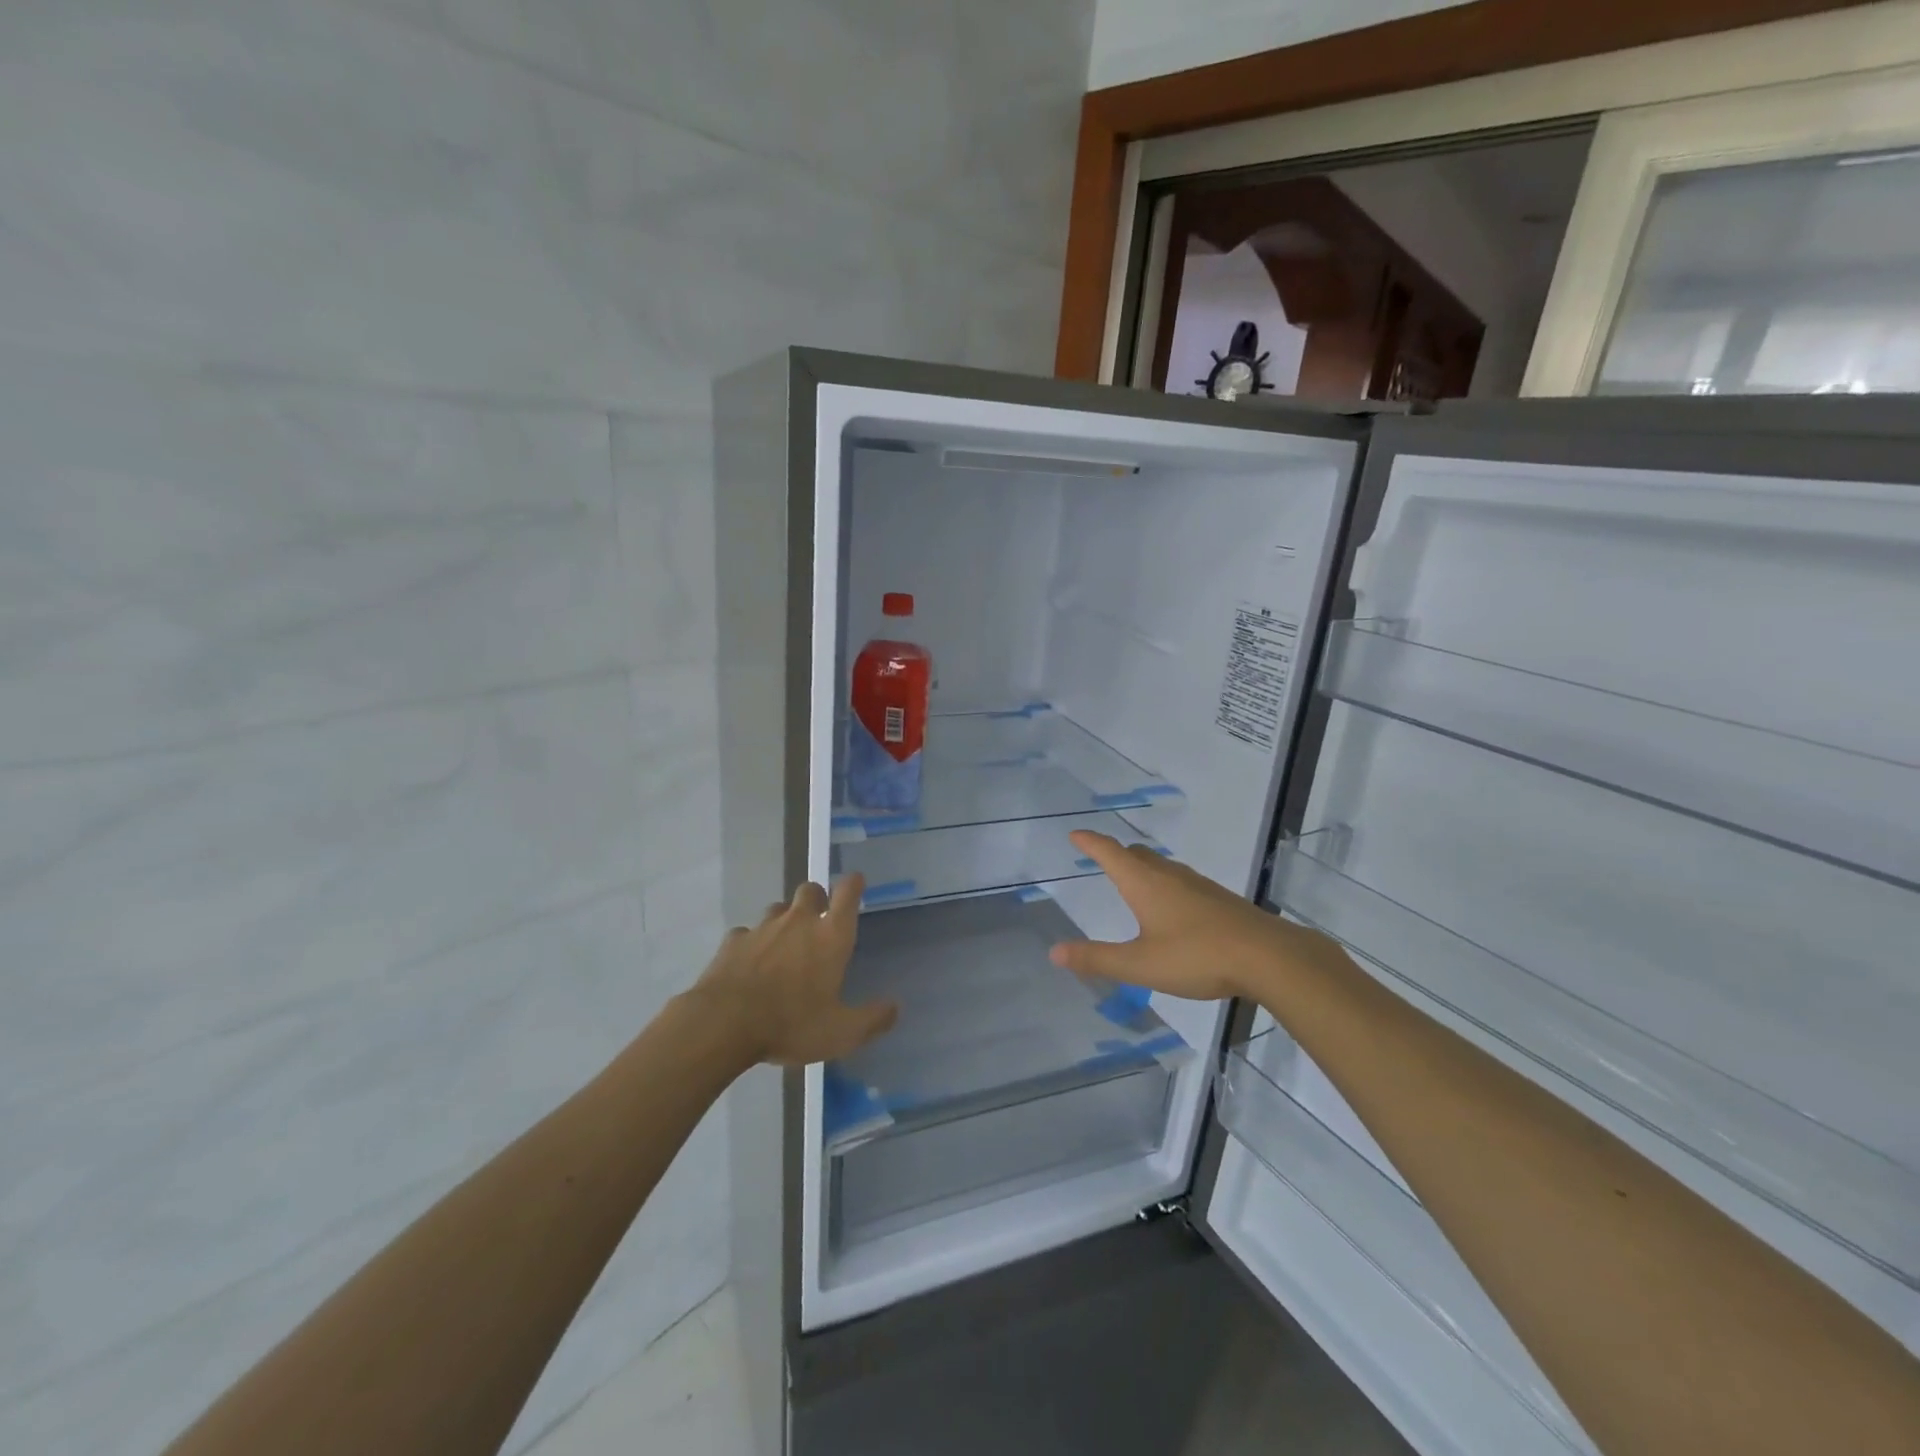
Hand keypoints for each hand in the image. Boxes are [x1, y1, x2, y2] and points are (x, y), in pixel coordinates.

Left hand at [689, 874, 897, 1066]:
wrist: (723, 1024)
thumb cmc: (791, 1023)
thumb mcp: (841, 1033)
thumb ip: (872, 1019)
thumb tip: (894, 1007)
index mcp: (830, 936)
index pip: (847, 892)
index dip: (853, 884)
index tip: (856, 883)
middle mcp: (798, 921)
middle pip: (811, 889)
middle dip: (817, 899)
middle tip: (819, 921)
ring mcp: (762, 928)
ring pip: (778, 908)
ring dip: (785, 919)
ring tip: (785, 945)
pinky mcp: (733, 941)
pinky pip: (747, 933)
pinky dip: (753, 943)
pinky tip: (750, 964)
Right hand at [1050, 831, 1341, 1000]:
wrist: (1269, 957)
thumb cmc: (1198, 956)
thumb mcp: (1140, 964)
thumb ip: (1098, 959)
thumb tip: (1055, 952)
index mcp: (1144, 883)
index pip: (1110, 852)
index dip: (1090, 842)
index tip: (1075, 835)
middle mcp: (1169, 875)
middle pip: (1137, 854)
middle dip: (1116, 853)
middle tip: (1101, 857)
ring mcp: (1199, 885)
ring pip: (1162, 866)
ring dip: (1143, 868)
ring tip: (1134, 881)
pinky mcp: (1220, 899)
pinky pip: (1182, 881)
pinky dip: (1165, 884)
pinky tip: (1174, 908)